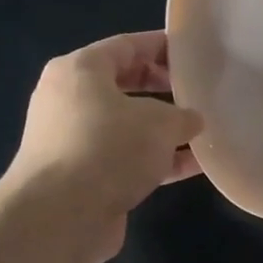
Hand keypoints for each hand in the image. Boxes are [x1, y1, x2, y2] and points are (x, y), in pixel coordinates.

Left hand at [3, 32, 203, 262]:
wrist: (60, 216)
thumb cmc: (109, 148)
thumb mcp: (160, 123)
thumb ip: (182, 116)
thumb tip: (191, 121)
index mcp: (80, 71)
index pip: (127, 45)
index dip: (162, 46)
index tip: (194, 53)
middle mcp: (70, 101)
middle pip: (125, 85)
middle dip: (163, 89)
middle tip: (198, 92)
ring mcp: (73, 141)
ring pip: (127, 126)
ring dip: (163, 130)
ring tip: (202, 132)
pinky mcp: (81, 177)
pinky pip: (125, 158)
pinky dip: (155, 160)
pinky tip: (192, 166)